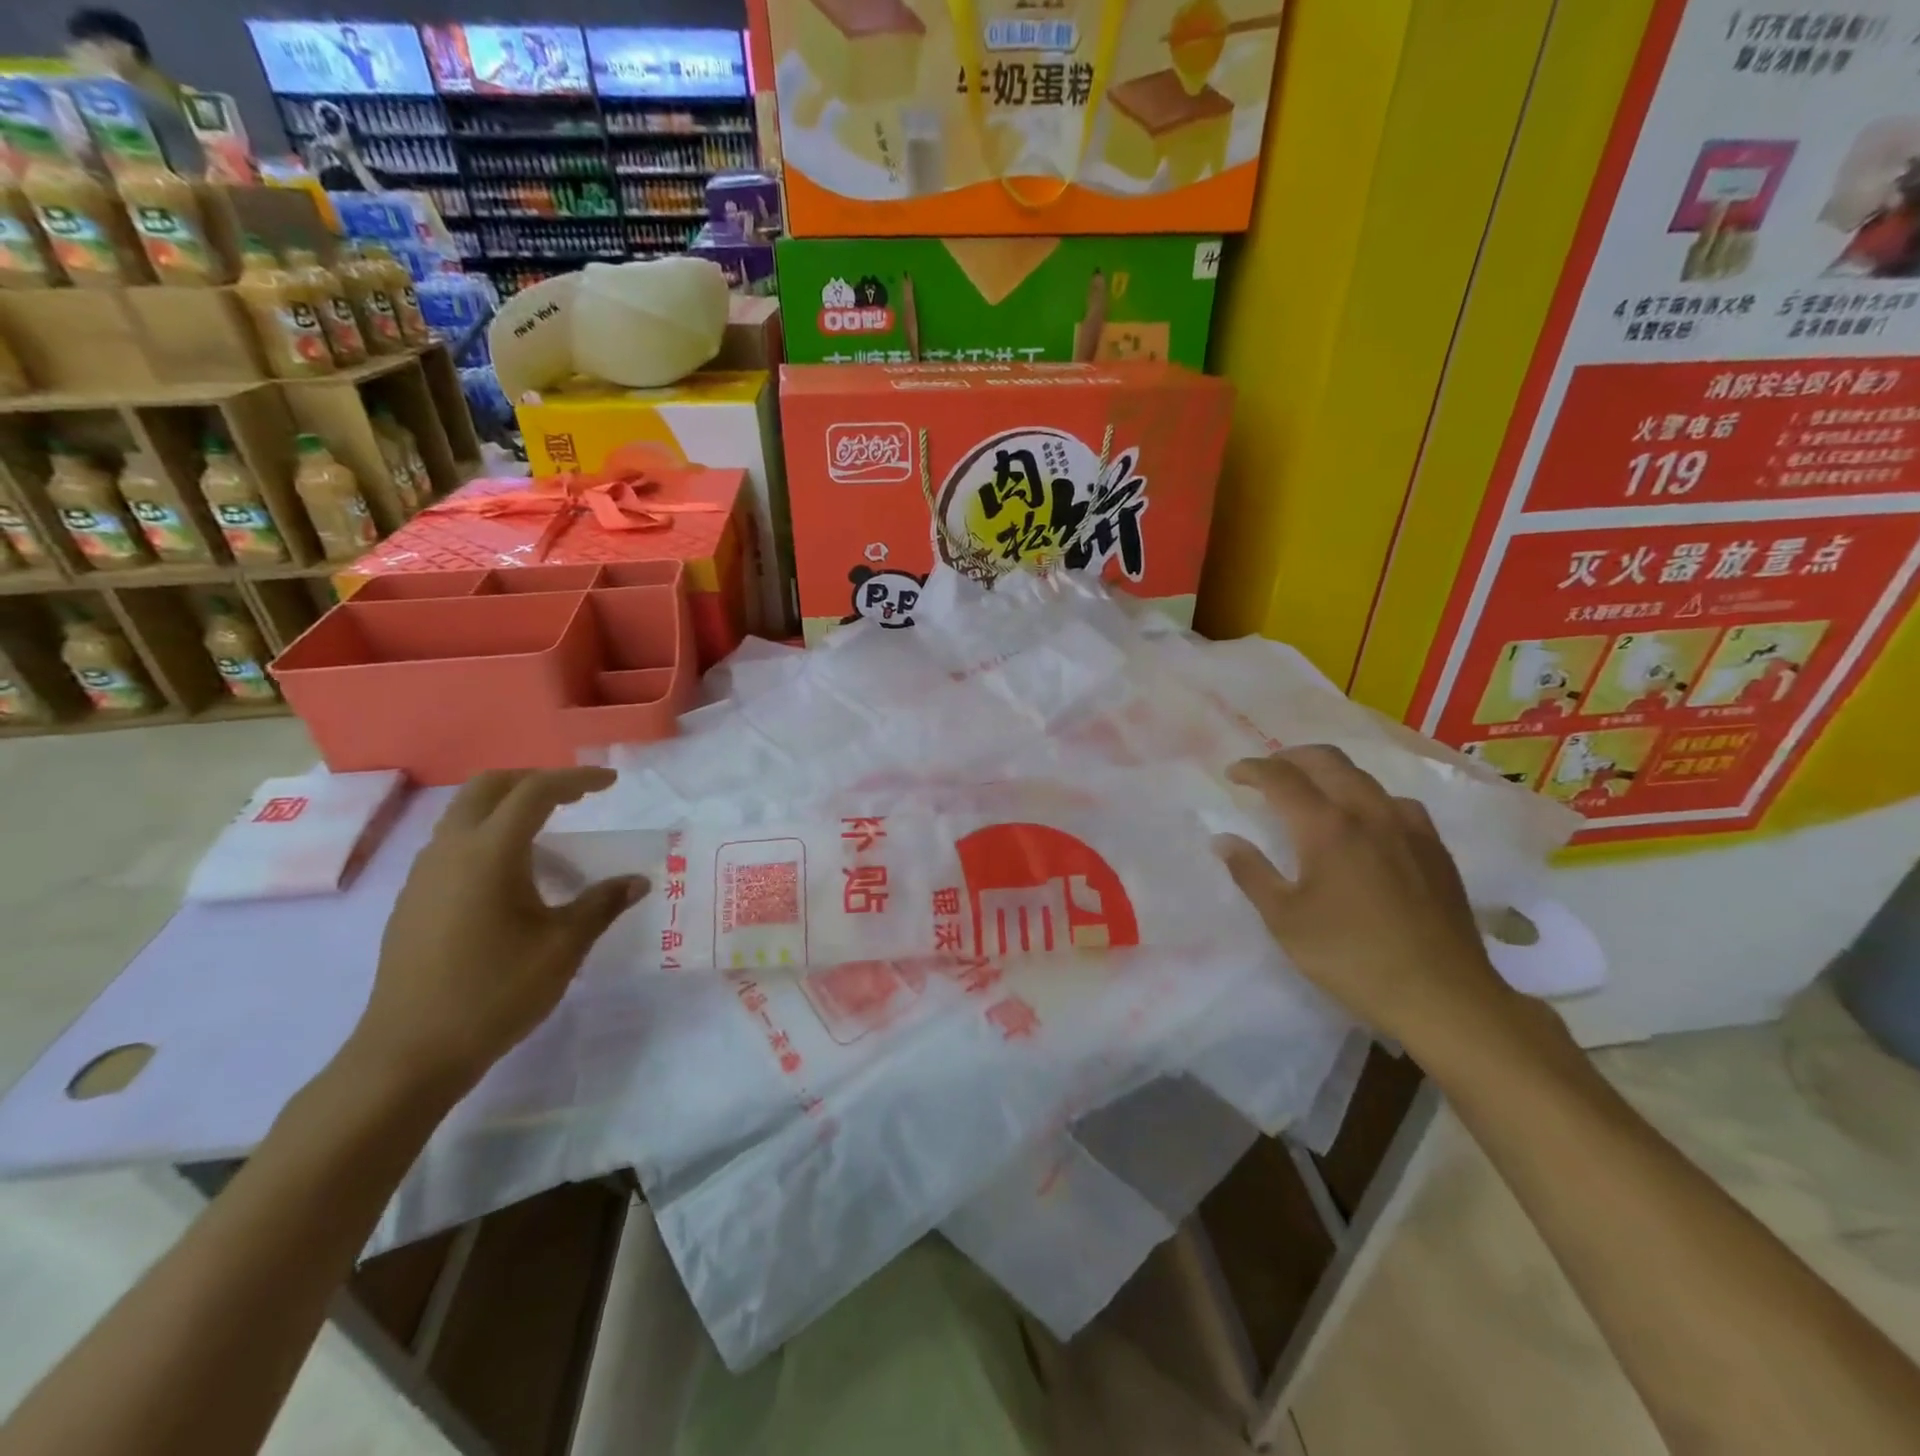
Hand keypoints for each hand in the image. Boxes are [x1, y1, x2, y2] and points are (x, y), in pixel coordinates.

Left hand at [354, 768, 648, 1095]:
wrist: (409, 1053)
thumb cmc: (495, 992)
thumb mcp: (563, 946)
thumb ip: (602, 904)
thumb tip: (638, 880)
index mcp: (489, 853)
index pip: (535, 792)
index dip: (576, 780)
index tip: (610, 783)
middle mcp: (450, 850)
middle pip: (489, 787)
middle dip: (535, 780)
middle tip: (576, 795)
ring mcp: (424, 874)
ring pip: (465, 812)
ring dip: (508, 806)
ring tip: (550, 828)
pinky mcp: (414, 899)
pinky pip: (453, 842)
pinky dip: (488, 833)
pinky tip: (513, 872)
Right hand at [1213, 747, 1534, 1059]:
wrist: (1443, 995)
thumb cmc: (1350, 957)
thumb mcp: (1285, 919)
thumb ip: (1251, 872)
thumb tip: (1223, 840)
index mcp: (1326, 826)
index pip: (1281, 777)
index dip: (1252, 769)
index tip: (1233, 774)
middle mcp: (1368, 812)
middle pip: (1326, 761)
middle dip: (1290, 757)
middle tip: (1268, 770)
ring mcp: (1408, 826)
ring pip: (1363, 777)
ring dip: (1329, 773)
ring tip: (1311, 791)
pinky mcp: (1434, 846)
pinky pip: (1394, 801)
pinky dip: (1366, 796)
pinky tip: (1365, 822)